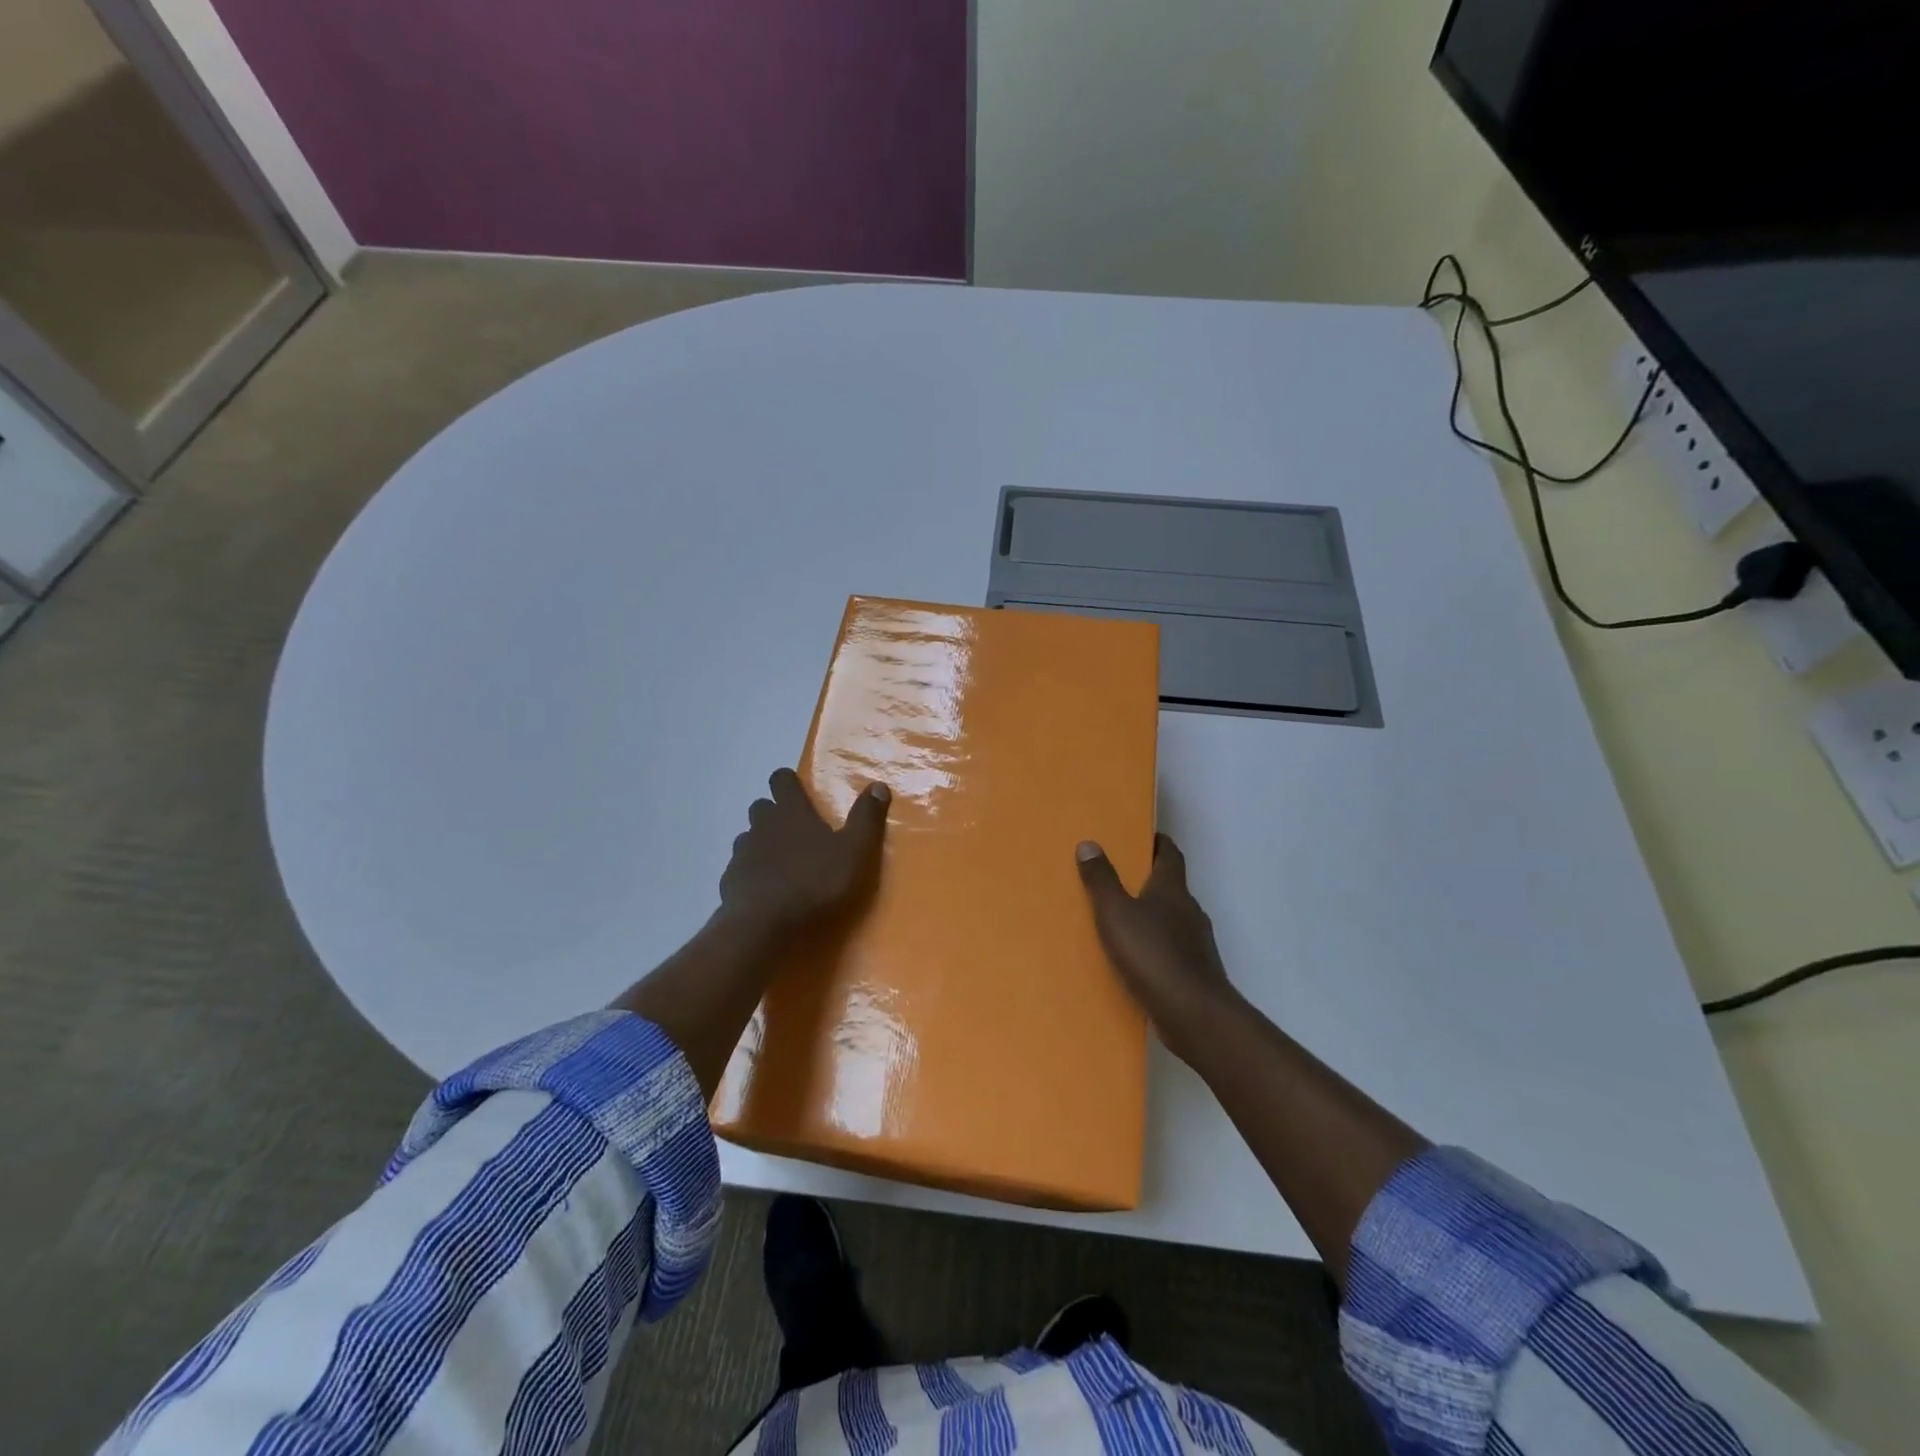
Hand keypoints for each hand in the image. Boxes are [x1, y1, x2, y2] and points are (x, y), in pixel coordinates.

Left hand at [719, 769, 890, 935]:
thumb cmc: (814, 883)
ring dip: (762, 842)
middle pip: (762, 806)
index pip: (782, 780)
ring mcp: (743, 853)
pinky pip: (741, 867)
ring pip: (749, 837)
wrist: (764, 925)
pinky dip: (752, 872)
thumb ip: (866, 818)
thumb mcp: (854, 851)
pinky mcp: (730, 880)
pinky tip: (766, 889)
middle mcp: (762, 825)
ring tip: (782, 862)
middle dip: (775, 812)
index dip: (789, 781)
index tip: (799, 790)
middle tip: (796, 830)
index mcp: (791, 813)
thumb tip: (878, 786)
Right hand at [1076, 833, 1237, 1057]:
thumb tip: (1089, 843)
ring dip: (1152, 916)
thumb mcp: (1116, 913)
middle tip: (1120, 876)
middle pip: (1171, 886)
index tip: (1144, 836)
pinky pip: (1171, 949)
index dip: (1159, 843)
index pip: (1170, 855)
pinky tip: (1135, 959)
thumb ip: (1101, 880)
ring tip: (1122, 919)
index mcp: (1172, 890)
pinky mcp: (1194, 972)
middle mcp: (1189, 911)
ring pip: (1172, 920)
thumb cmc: (1152, 954)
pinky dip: (1155, 946)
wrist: (1193, 1014)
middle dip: (1150, 880)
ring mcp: (1196, 943)